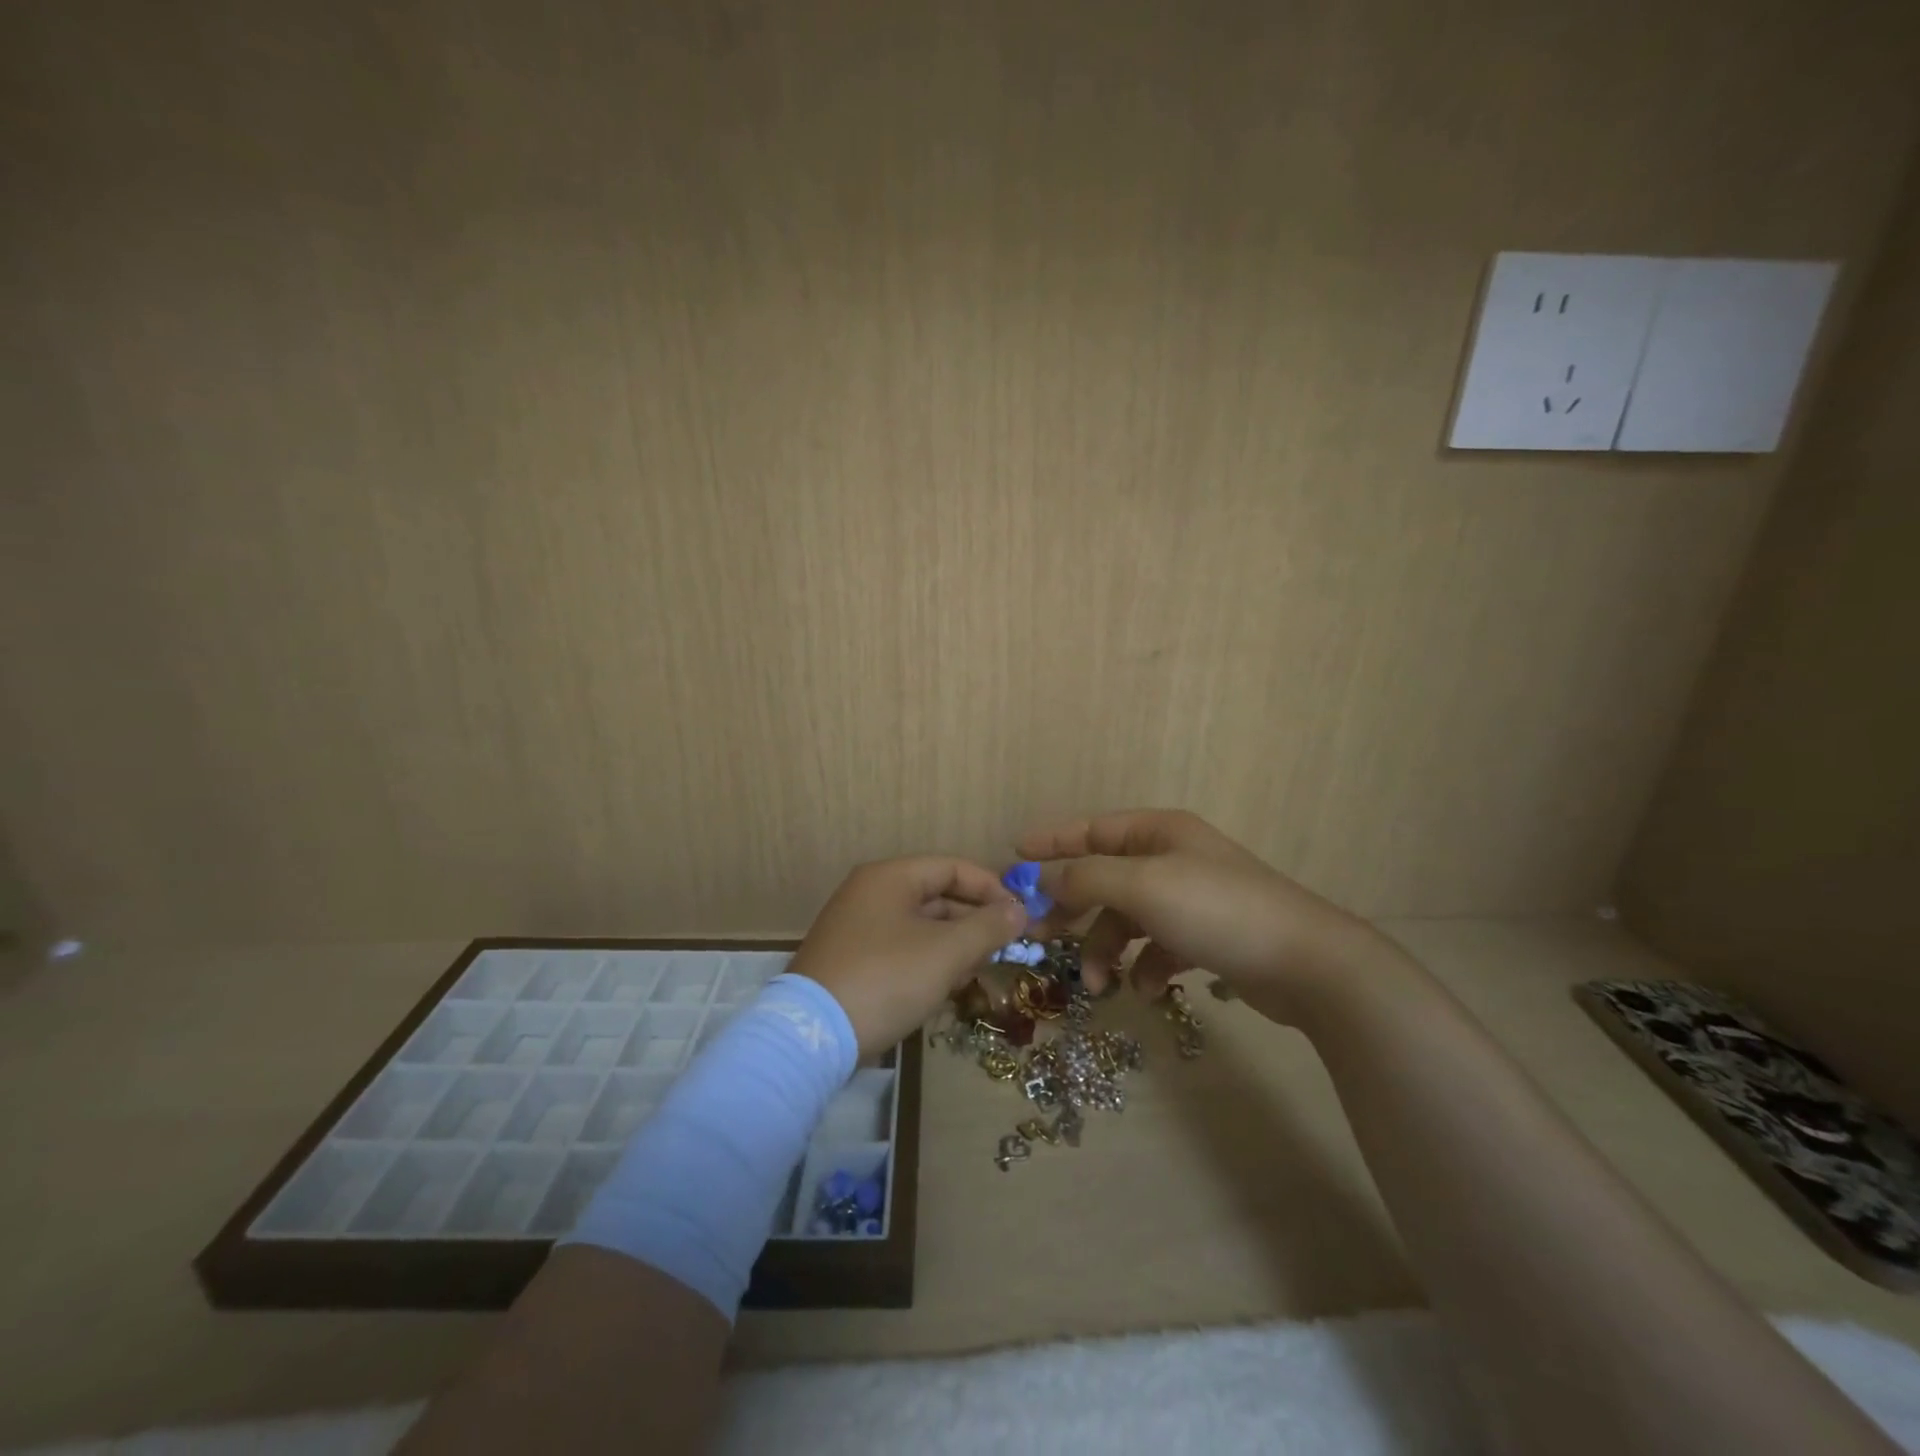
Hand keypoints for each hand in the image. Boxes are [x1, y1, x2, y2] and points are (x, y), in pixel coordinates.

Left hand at [789, 857, 1027, 1058]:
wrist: (813, 1036)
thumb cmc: (887, 978)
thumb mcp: (946, 952)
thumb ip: (988, 927)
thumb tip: (1019, 910)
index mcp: (890, 877)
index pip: (952, 867)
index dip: (991, 888)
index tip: (1020, 916)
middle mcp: (869, 893)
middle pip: (936, 896)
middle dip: (974, 921)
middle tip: (1005, 948)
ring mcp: (856, 927)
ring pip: (920, 926)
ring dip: (954, 945)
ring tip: (979, 970)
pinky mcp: (850, 960)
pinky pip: (900, 949)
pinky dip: (927, 961)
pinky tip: (946, 987)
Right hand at [1019, 809, 1389, 1024]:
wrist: (1307, 963)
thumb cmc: (1216, 910)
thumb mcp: (1141, 886)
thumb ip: (1085, 879)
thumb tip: (1041, 880)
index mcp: (1159, 832)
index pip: (1093, 829)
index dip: (1052, 841)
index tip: (1014, 856)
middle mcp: (1173, 858)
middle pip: (1106, 877)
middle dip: (1075, 909)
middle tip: (1043, 935)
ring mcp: (1192, 898)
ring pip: (1129, 919)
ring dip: (1109, 949)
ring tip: (1100, 984)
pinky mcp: (1208, 936)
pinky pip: (1158, 946)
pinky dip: (1147, 966)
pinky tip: (1151, 989)